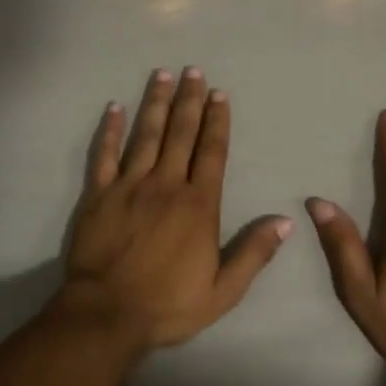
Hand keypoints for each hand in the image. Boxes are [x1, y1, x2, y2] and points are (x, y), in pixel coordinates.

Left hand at [55, 68, 292, 354]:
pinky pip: (104, 155)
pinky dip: (110, 130)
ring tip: (162, 75)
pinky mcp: (99, 194)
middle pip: (180, 134)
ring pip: (146, 135)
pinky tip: (115, 107)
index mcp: (199, 205)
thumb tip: (286, 221)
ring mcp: (130, 186)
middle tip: (193, 70)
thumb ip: (254, 253)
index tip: (219, 93)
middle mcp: (166, 185)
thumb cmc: (168, 305)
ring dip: (155, 103)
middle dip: (189, 100)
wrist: (106, 315)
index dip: (217, 121)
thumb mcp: (223, 290)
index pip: (212, 152)